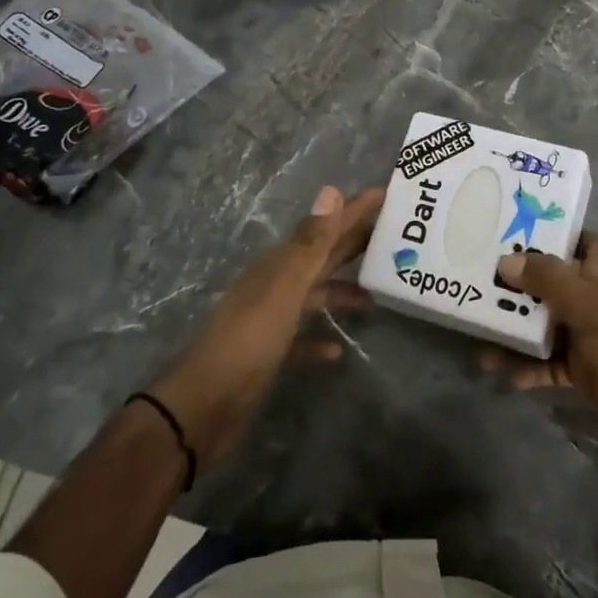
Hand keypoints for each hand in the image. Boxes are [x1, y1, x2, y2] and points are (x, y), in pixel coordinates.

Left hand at [151, 185, 382, 467]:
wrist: (204, 407)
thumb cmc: (248, 342)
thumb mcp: (284, 290)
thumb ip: (310, 244)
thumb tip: (331, 190)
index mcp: (280, 264)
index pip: (324, 227)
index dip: (353, 209)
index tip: (384, 193)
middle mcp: (276, 283)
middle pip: (322, 256)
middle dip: (354, 243)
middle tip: (393, 234)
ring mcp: (271, 318)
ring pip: (316, 294)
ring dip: (343, 291)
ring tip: (376, 295)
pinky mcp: (270, 353)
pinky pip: (302, 338)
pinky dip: (320, 340)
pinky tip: (338, 350)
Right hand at [485, 232, 597, 470]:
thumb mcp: (589, 307)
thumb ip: (549, 282)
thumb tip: (506, 260)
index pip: (587, 244)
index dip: (561, 235)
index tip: (522, 230)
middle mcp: (595, 304)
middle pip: (555, 285)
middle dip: (522, 284)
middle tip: (482, 280)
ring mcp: (590, 341)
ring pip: (547, 327)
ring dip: (517, 331)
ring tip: (480, 334)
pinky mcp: (586, 376)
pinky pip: (549, 367)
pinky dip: (528, 369)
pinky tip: (502, 374)